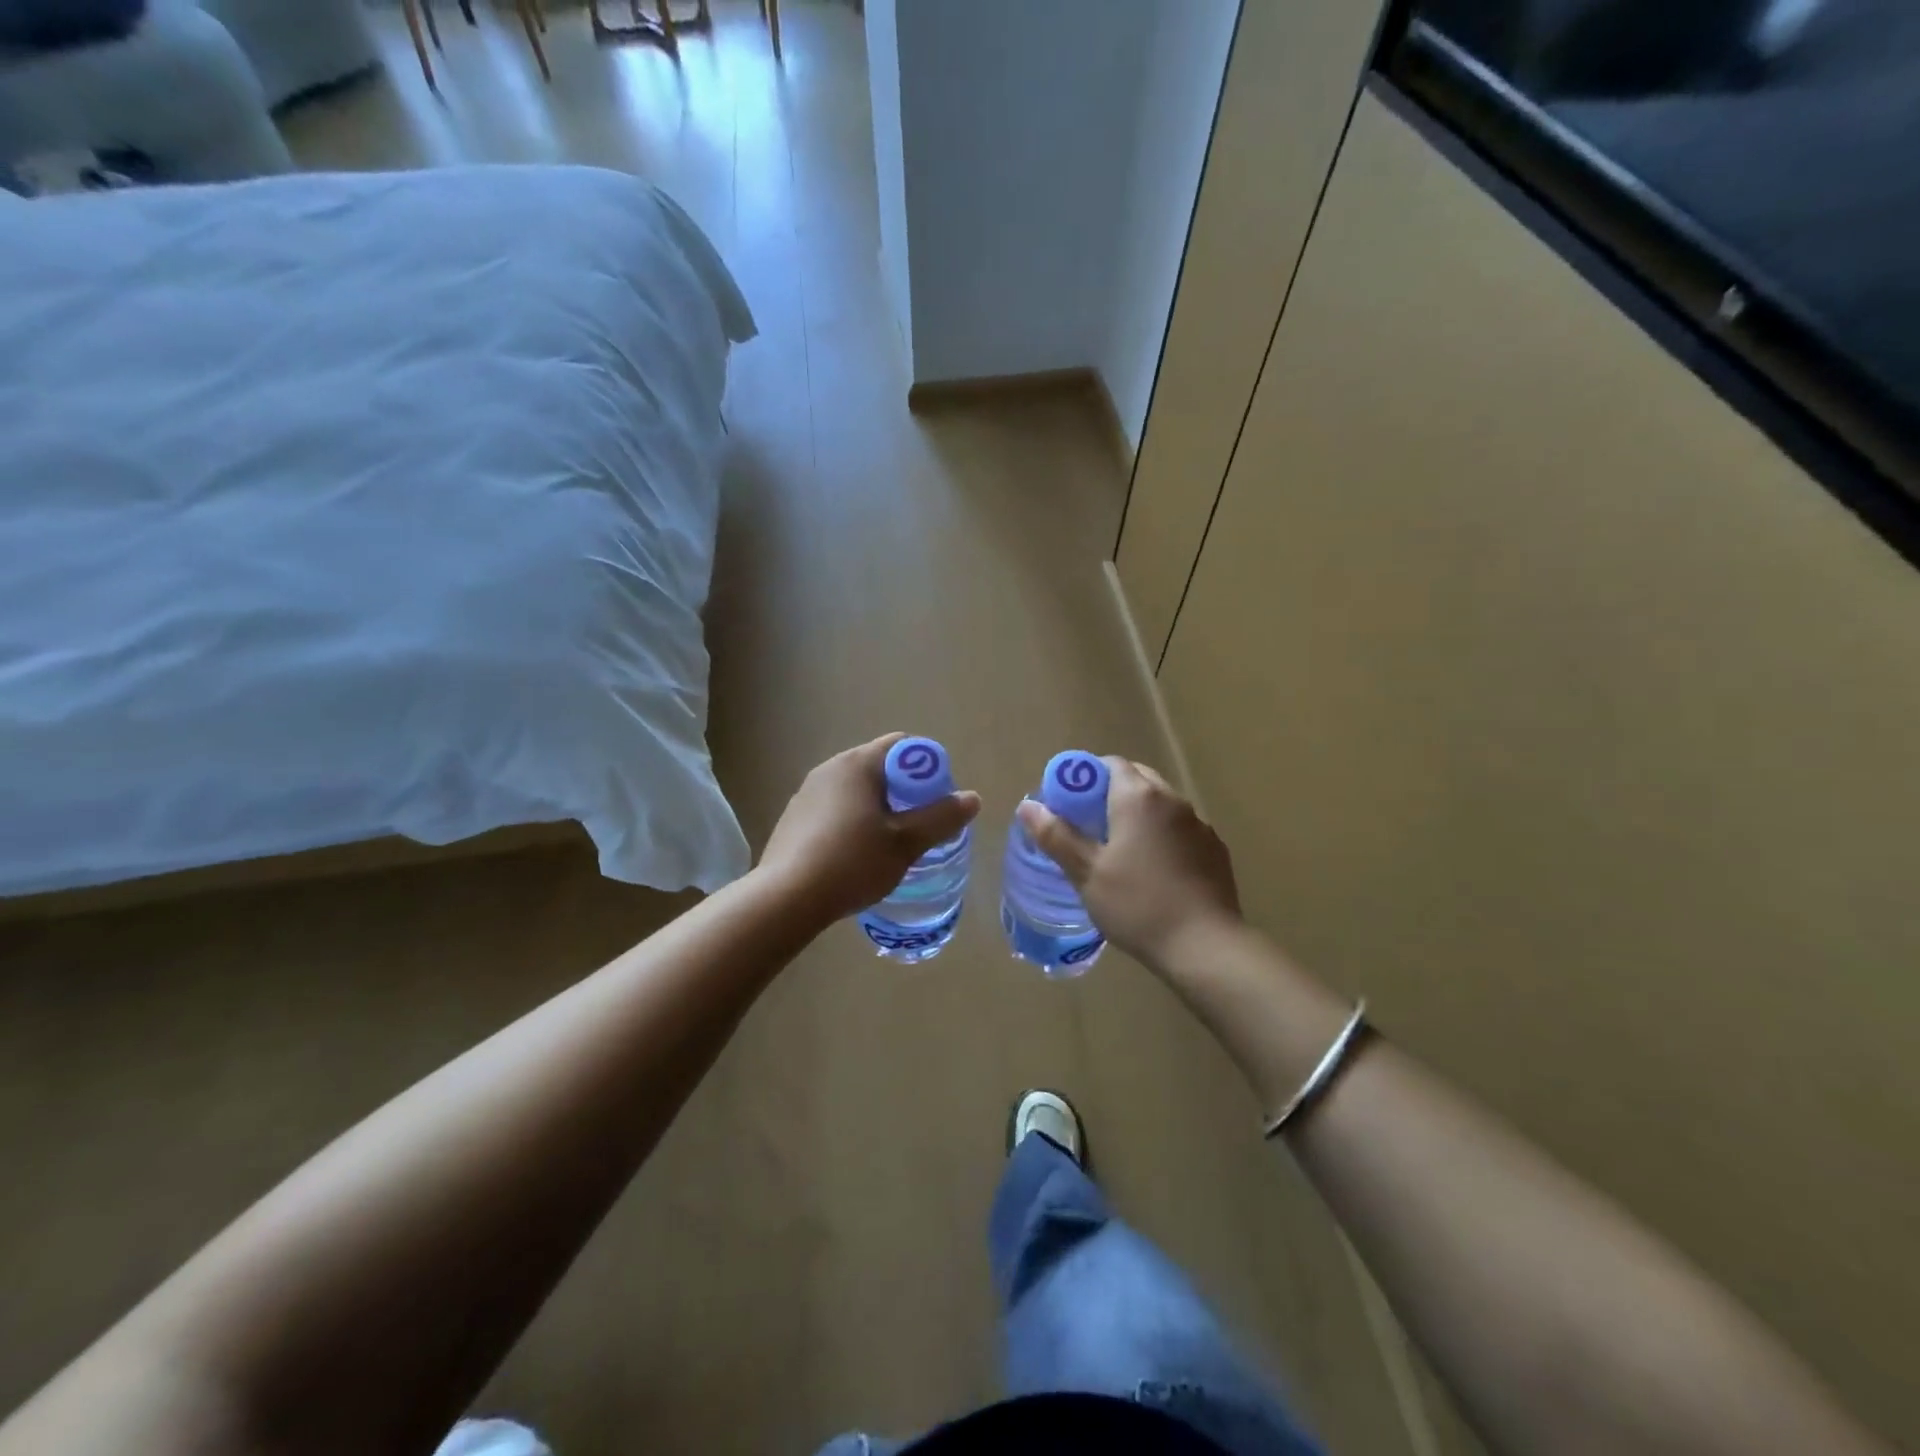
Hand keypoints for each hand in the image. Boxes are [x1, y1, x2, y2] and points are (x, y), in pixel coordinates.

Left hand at [759, 734, 981, 927]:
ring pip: (856, 791)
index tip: (937, 800)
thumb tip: (972, 798)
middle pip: (879, 767)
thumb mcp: (906, 843)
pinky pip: (835, 809)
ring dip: (879, 808)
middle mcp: (829, 768)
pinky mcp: (794, 819)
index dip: (927, 768)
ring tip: (891, 844)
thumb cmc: (852, 862)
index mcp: (857, 764)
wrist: (786, 899)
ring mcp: (807, 793)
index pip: (902, 746)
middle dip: (905, 791)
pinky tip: (856, 856)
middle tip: (920, 825)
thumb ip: (941, 818)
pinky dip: (853, 822)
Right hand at [1015, 757, 1241, 975]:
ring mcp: (1199, 824)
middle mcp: (1173, 800)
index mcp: (1139, 798)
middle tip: (1091, 826)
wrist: (1205, 946)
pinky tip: (1155, 870)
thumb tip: (1028, 806)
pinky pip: (1182, 829)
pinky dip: (1164, 836)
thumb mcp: (1087, 872)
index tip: (1070, 803)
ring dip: (1141, 814)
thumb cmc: (1137, 905)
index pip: (1111, 764)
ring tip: (1122, 850)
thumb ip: (1057, 835)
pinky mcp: (1216, 849)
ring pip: (1162, 804)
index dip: (1087, 777)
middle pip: (1139, 779)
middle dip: (1112, 793)